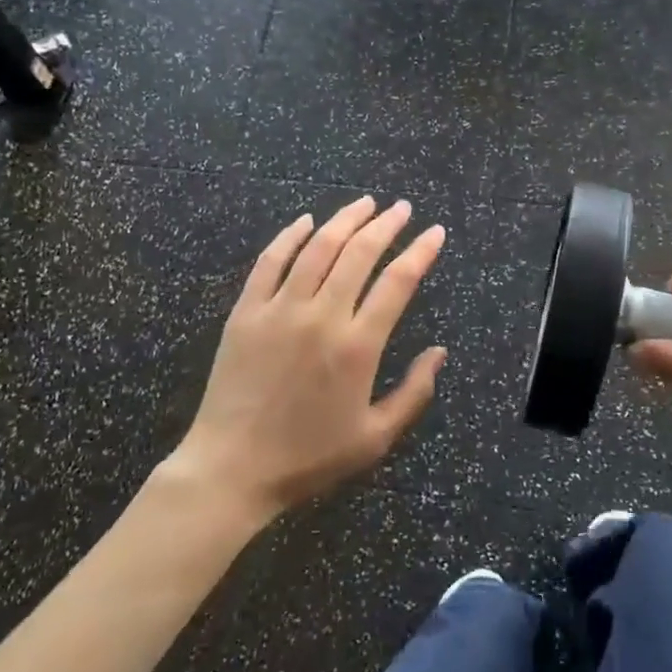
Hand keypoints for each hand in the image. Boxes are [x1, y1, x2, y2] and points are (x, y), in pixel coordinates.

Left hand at [165, 196, 446, 522]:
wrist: (232, 469)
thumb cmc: (308, 458)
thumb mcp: (374, 438)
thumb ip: (413, 393)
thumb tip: (440, 352)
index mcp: (357, 346)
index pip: (397, 282)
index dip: (421, 251)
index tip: (435, 232)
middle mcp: (322, 316)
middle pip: (359, 253)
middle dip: (386, 224)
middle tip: (402, 208)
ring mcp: (280, 309)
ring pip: (318, 247)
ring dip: (345, 219)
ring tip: (365, 202)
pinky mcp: (246, 311)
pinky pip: (270, 261)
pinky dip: (290, 235)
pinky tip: (306, 220)